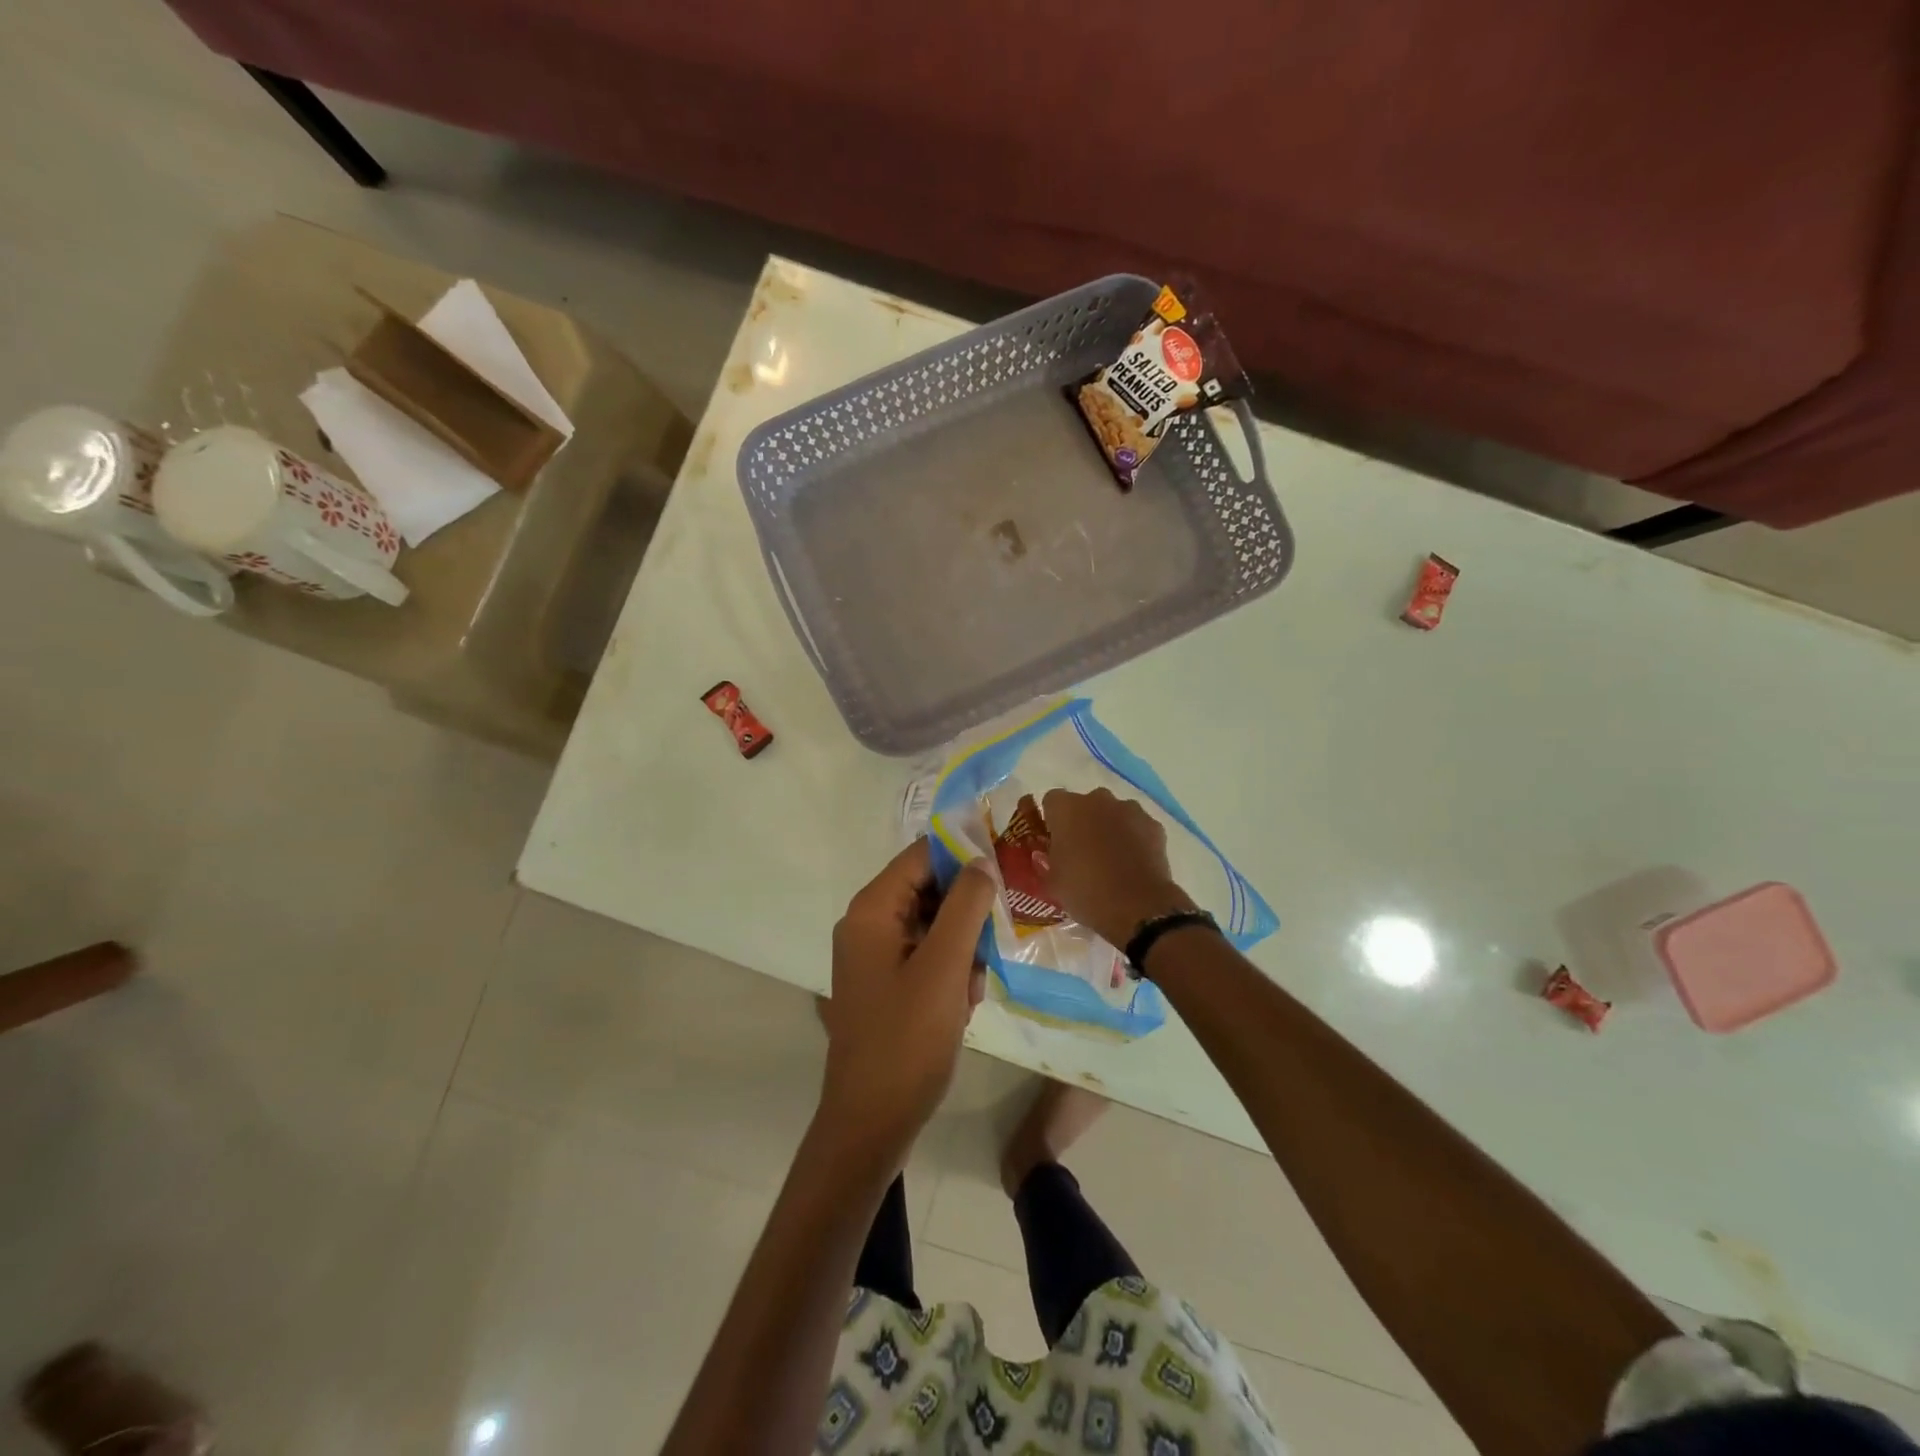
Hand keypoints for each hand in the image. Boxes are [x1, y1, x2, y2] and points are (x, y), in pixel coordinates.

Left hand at [820, 839, 997, 1160]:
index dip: (964, 857)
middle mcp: (867, 923)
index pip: (922, 856)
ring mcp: (874, 955)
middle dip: (966, 914)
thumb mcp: (945, 967)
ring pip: (932, 925)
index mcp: (872, 910)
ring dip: (962, 948)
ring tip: (974, 987)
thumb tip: (982, 861)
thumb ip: (966, 906)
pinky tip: (963, 1003)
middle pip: (928, 889)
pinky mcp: (884, 982)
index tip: (1005, 873)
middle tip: (992, 944)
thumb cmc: (908, 1039)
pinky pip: (925, 955)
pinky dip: (949, 971)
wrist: (871, 1121)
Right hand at [1039, 788, 1196, 947]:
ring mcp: (1129, 809)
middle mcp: (1097, 799)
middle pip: (1084, 804)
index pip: (1052, 802)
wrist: (1137, 908)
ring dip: (1109, 827)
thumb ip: (1046, 861)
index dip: (1053, 821)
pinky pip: (1136, 826)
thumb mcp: (1053, 882)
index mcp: (1066, 809)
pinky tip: (1133, 863)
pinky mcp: (1153, 825)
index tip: (1054, 842)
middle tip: (1081, 852)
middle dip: (1082, 822)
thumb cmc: (1085, 892)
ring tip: (1111, 859)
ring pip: (1113, 813)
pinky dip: (1134, 838)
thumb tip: (1047, 855)